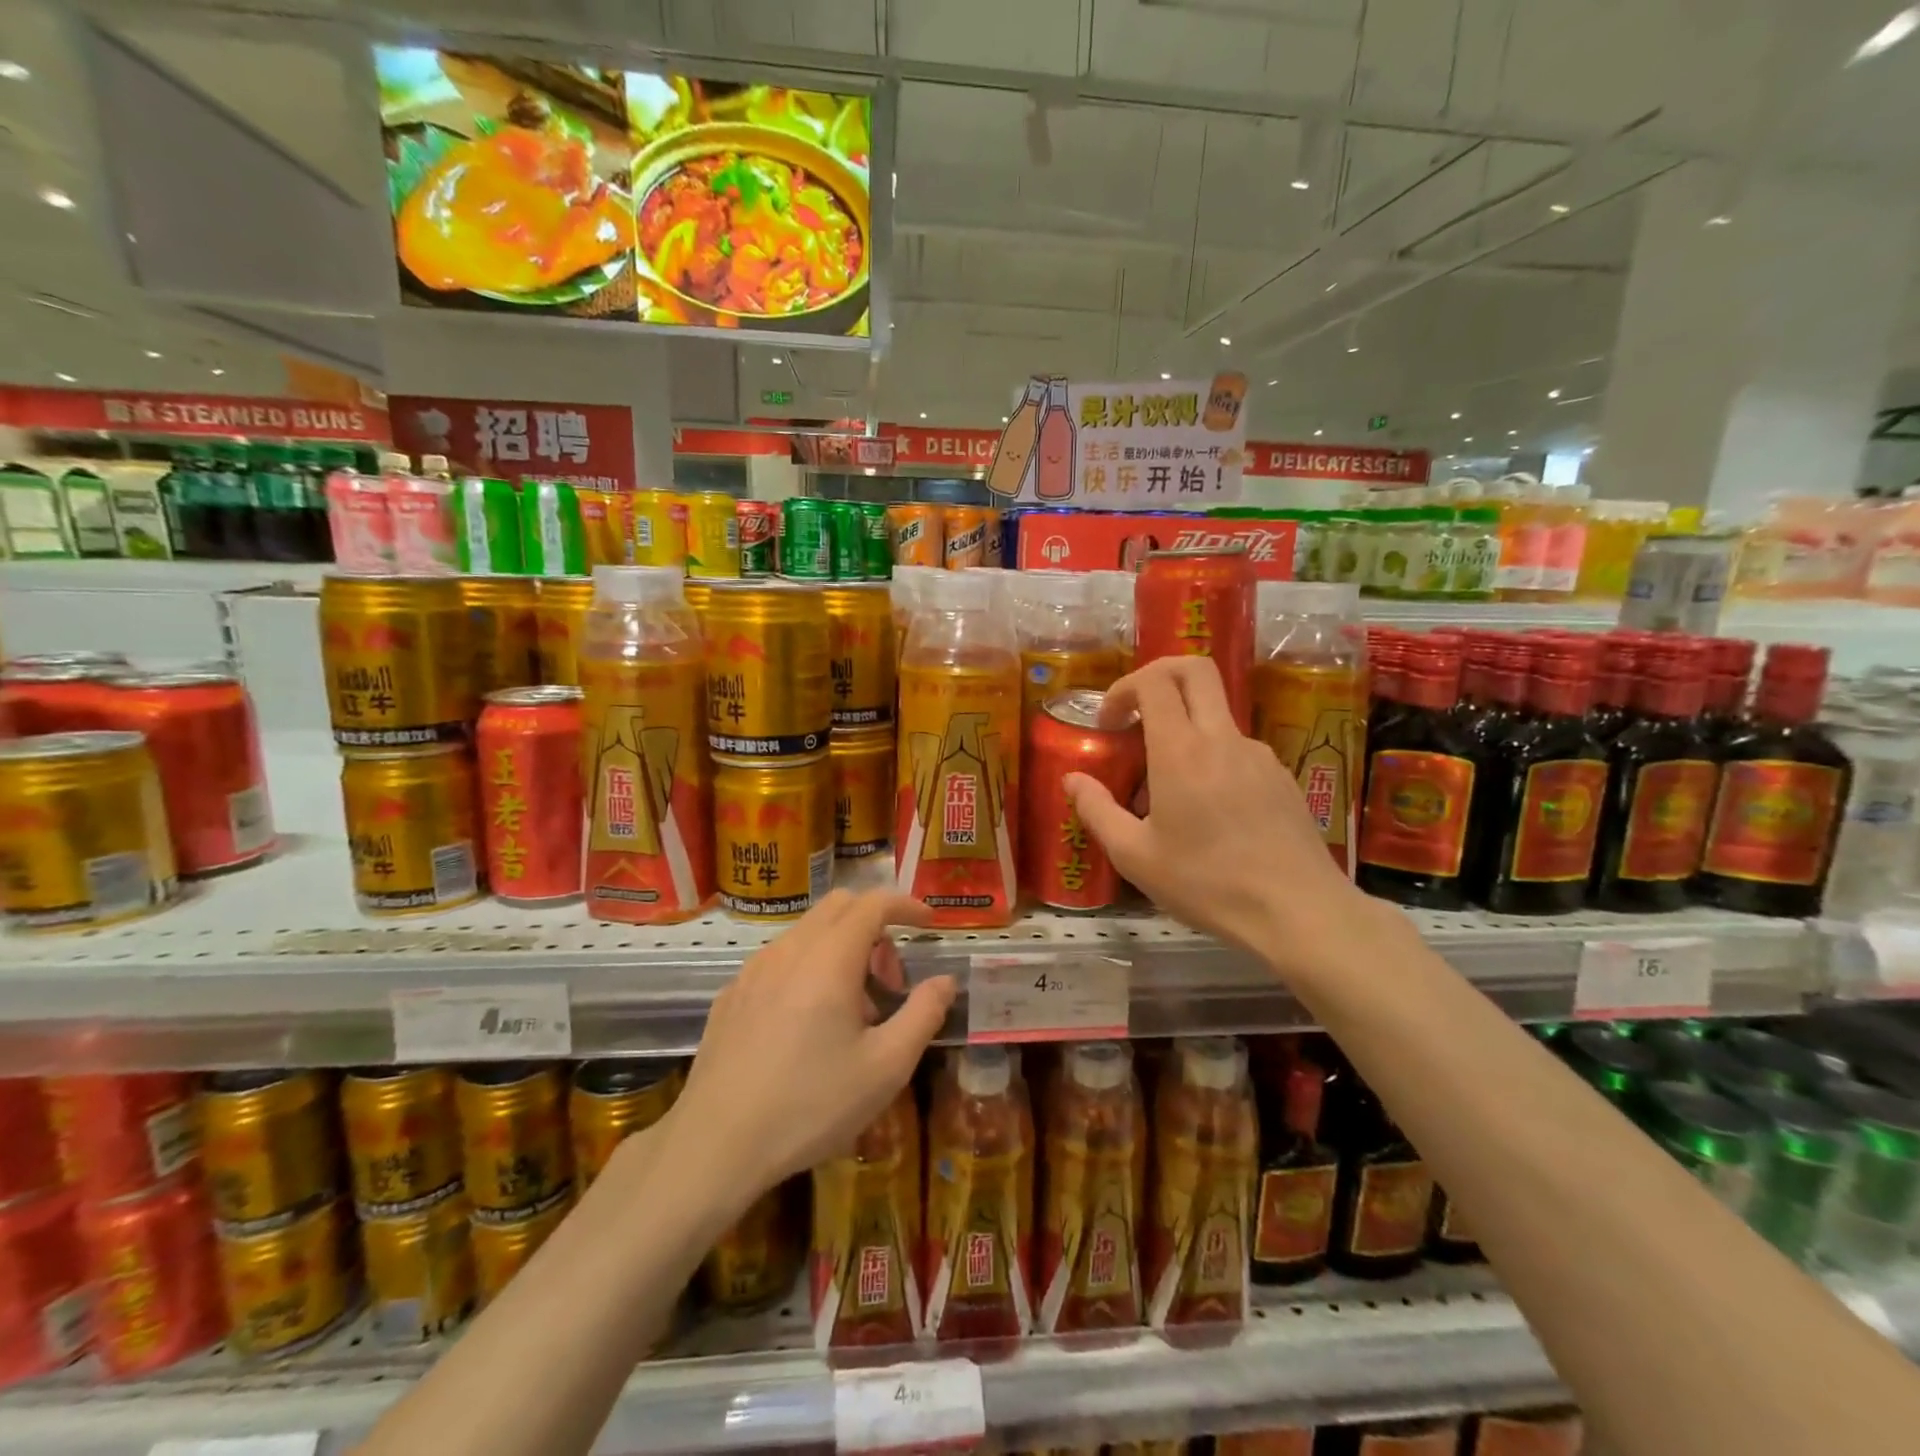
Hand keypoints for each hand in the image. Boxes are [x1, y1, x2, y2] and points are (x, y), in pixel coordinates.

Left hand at [667, 890, 953, 1204]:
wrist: (715, 1147)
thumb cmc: (811, 1105)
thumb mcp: (885, 1068)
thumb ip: (923, 1014)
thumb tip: (945, 981)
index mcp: (829, 958)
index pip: (873, 903)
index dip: (906, 905)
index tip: (929, 923)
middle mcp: (789, 949)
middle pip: (839, 907)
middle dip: (875, 927)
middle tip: (890, 982)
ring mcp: (753, 970)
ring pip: (808, 932)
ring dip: (841, 950)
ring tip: (851, 1014)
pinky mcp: (731, 994)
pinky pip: (780, 959)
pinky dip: (808, 968)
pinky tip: (807, 1026)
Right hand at [1064, 656, 1371, 978]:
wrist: (1299, 912)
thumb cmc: (1207, 884)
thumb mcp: (1135, 856)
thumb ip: (1097, 811)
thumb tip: (1072, 780)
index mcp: (1182, 751)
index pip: (1154, 681)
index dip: (1123, 688)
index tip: (1108, 723)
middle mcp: (1223, 738)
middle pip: (1195, 670)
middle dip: (1158, 675)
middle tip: (1135, 713)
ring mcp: (1258, 755)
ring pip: (1215, 714)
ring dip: (1183, 728)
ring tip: (1166, 790)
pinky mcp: (1281, 777)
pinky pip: (1236, 750)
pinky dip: (1210, 759)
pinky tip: (1207, 813)